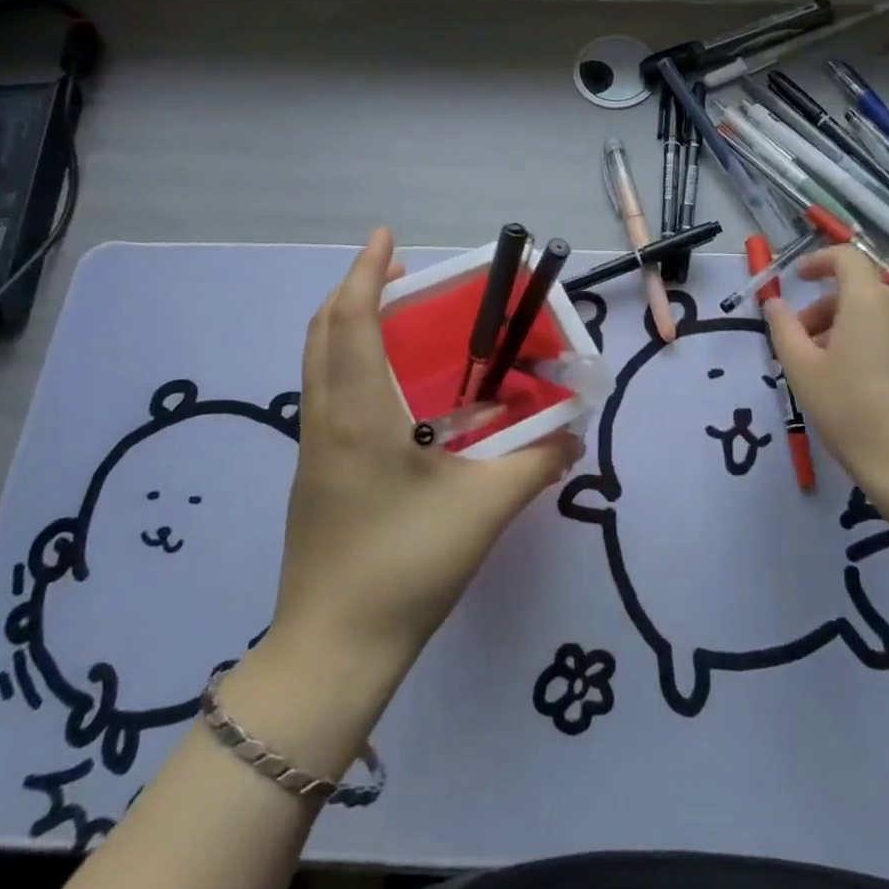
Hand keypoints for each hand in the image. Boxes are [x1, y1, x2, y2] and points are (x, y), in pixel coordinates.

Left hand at [262, 230, 580, 683]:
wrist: (334, 651)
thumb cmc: (407, 567)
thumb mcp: (485, 511)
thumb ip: (536, 464)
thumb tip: (574, 435)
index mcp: (360, 415)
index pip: (351, 322)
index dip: (363, 272)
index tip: (384, 237)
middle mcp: (327, 420)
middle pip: (323, 333)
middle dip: (354, 291)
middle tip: (400, 277)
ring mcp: (313, 449)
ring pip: (318, 364)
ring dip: (348, 327)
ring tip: (397, 321)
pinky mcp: (314, 475)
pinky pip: (325, 394)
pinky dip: (349, 364)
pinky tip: (393, 391)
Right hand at [763, 245, 888, 501]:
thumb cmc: (851, 409)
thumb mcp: (802, 369)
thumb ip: (784, 328)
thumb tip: (775, 303)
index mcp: (868, 301)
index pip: (846, 258)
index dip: (818, 261)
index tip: (795, 279)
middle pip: (857, 290)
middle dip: (822, 307)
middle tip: (798, 343)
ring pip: (873, 314)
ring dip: (841, 327)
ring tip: (821, 369)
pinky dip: (865, 342)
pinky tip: (851, 383)